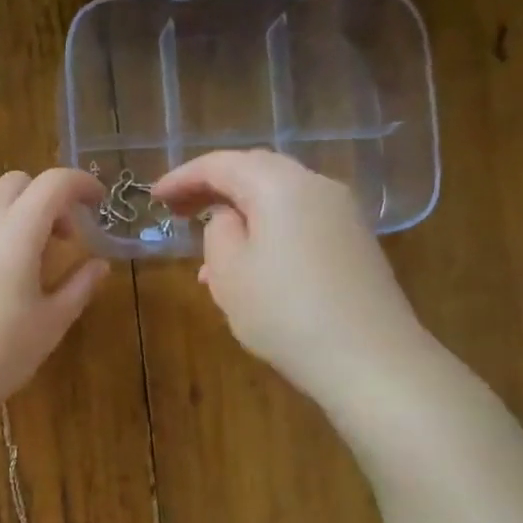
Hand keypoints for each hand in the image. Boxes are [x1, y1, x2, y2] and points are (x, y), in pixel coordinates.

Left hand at [0, 168, 110, 424]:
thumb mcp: (50, 324)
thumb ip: (78, 287)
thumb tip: (98, 265)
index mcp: (16, 231)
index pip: (54, 182)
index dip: (82, 184)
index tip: (100, 203)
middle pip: (16, 184)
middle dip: (47, 198)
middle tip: (65, 238)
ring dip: (17, 218)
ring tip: (32, 264)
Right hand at [151, 150, 435, 415]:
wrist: (368, 358)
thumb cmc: (284, 313)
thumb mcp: (229, 273)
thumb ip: (217, 232)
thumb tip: (228, 218)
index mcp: (280, 185)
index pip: (221, 164)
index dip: (183, 177)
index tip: (153, 196)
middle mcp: (316, 186)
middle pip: (255, 172)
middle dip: (213, 187)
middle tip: (178, 209)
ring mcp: (342, 214)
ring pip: (278, 199)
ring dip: (239, 214)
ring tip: (207, 250)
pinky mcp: (354, 242)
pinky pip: (299, 221)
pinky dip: (267, 231)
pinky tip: (250, 268)